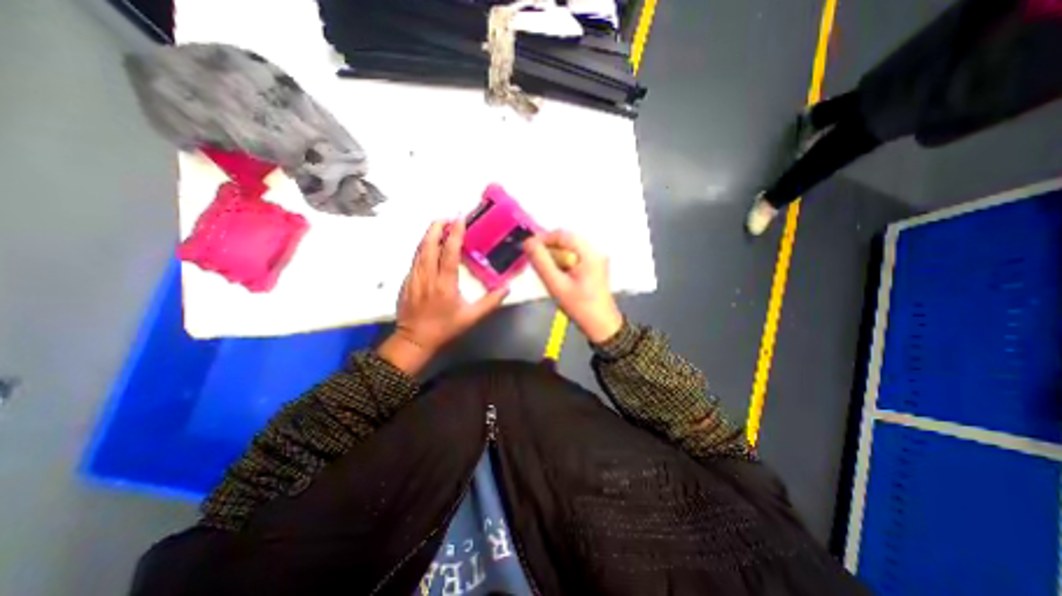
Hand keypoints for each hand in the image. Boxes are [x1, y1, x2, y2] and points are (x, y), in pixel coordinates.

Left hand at [377, 221, 508, 374]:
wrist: (414, 340)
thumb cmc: (444, 328)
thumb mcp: (471, 318)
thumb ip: (490, 302)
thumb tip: (506, 288)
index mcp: (445, 284)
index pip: (449, 253)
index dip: (454, 234)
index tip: (459, 220)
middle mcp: (427, 276)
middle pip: (429, 245)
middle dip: (436, 227)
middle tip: (446, 216)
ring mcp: (414, 277)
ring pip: (419, 250)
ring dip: (428, 235)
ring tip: (437, 225)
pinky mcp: (406, 281)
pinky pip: (415, 259)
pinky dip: (422, 247)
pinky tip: (428, 246)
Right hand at [522, 229, 623, 345]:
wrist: (602, 326)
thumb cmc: (580, 307)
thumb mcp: (557, 285)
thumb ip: (541, 262)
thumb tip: (528, 243)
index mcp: (589, 253)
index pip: (562, 234)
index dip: (543, 238)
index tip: (528, 247)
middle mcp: (594, 252)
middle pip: (566, 240)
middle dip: (548, 248)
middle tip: (533, 260)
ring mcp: (595, 260)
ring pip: (568, 249)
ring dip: (554, 256)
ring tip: (543, 270)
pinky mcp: (593, 267)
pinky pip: (573, 258)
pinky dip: (561, 262)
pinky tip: (555, 275)